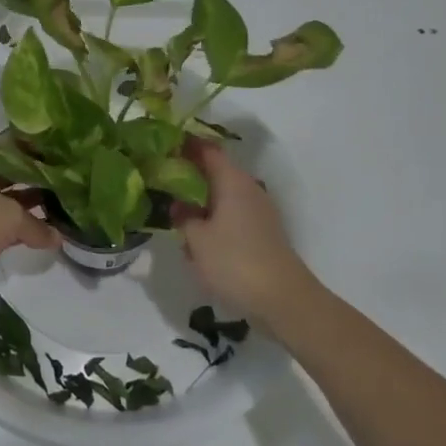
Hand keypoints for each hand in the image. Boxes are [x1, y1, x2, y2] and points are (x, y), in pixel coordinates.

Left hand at [0, 165, 57, 291]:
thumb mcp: (11, 219)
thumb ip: (37, 227)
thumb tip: (59, 238)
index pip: (16, 155)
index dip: (40, 159)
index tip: (65, 164)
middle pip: (11, 180)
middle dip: (36, 187)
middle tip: (67, 192)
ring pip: (5, 204)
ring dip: (27, 211)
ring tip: (58, 215)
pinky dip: (14, 231)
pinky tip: (36, 237)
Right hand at [175, 140, 318, 327]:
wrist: (284, 300)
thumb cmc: (235, 262)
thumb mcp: (197, 239)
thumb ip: (183, 217)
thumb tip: (178, 204)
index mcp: (232, 181)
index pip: (207, 149)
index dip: (185, 144)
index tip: (163, 146)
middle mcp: (248, 188)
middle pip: (215, 171)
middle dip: (190, 174)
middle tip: (160, 180)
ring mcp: (258, 211)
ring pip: (223, 196)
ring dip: (201, 200)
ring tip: (175, 213)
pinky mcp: (262, 233)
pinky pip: (231, 216)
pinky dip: (214, 220)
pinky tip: (198, 241)